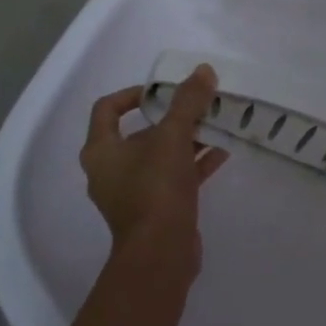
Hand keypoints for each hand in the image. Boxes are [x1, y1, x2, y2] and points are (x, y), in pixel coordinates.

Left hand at [79, 64, 229, 275]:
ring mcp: (134, 192)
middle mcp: (112, 170)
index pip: (107, 108)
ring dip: (188, 138)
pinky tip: (223, 150)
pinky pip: (175, 176)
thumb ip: (188, 101)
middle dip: (172, 116)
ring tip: (217, 123)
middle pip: (141, 131)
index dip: (133, 93)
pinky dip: (195, 162)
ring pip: (161, 154)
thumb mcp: (173, 137)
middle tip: (199, 104)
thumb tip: (203, 70)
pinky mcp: (156, 210)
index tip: (163, 90)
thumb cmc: (155, 189)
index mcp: (102, 151)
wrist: (160, 255)